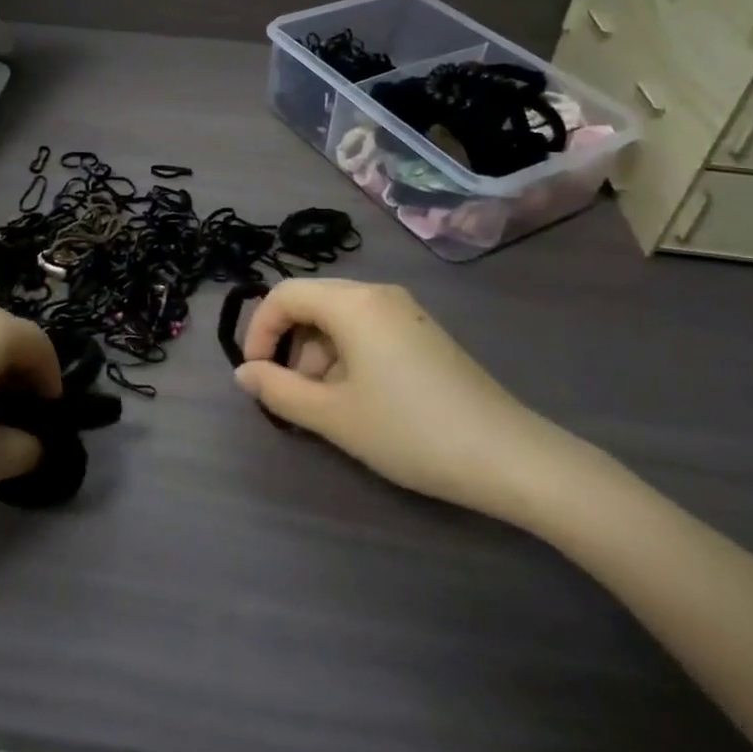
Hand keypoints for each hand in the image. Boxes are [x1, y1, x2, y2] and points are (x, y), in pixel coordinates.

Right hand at [235, 279, 580, 524]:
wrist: (508, 457)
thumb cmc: (409, 431)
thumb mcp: (333, 416)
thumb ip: (279, 391)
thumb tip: (243, 374)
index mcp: (353, 302)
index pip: (284, 295)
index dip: (259, 331)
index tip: (256, 375)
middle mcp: (378, 294)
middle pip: (312, 304)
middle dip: (290, 346)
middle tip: (292, 396)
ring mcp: (405, 311)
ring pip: (339, 320)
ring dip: (318, 357)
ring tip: (327, 408)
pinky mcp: (422, 333)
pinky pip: (367, 331)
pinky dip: (347, 358)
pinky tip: (359, 401)